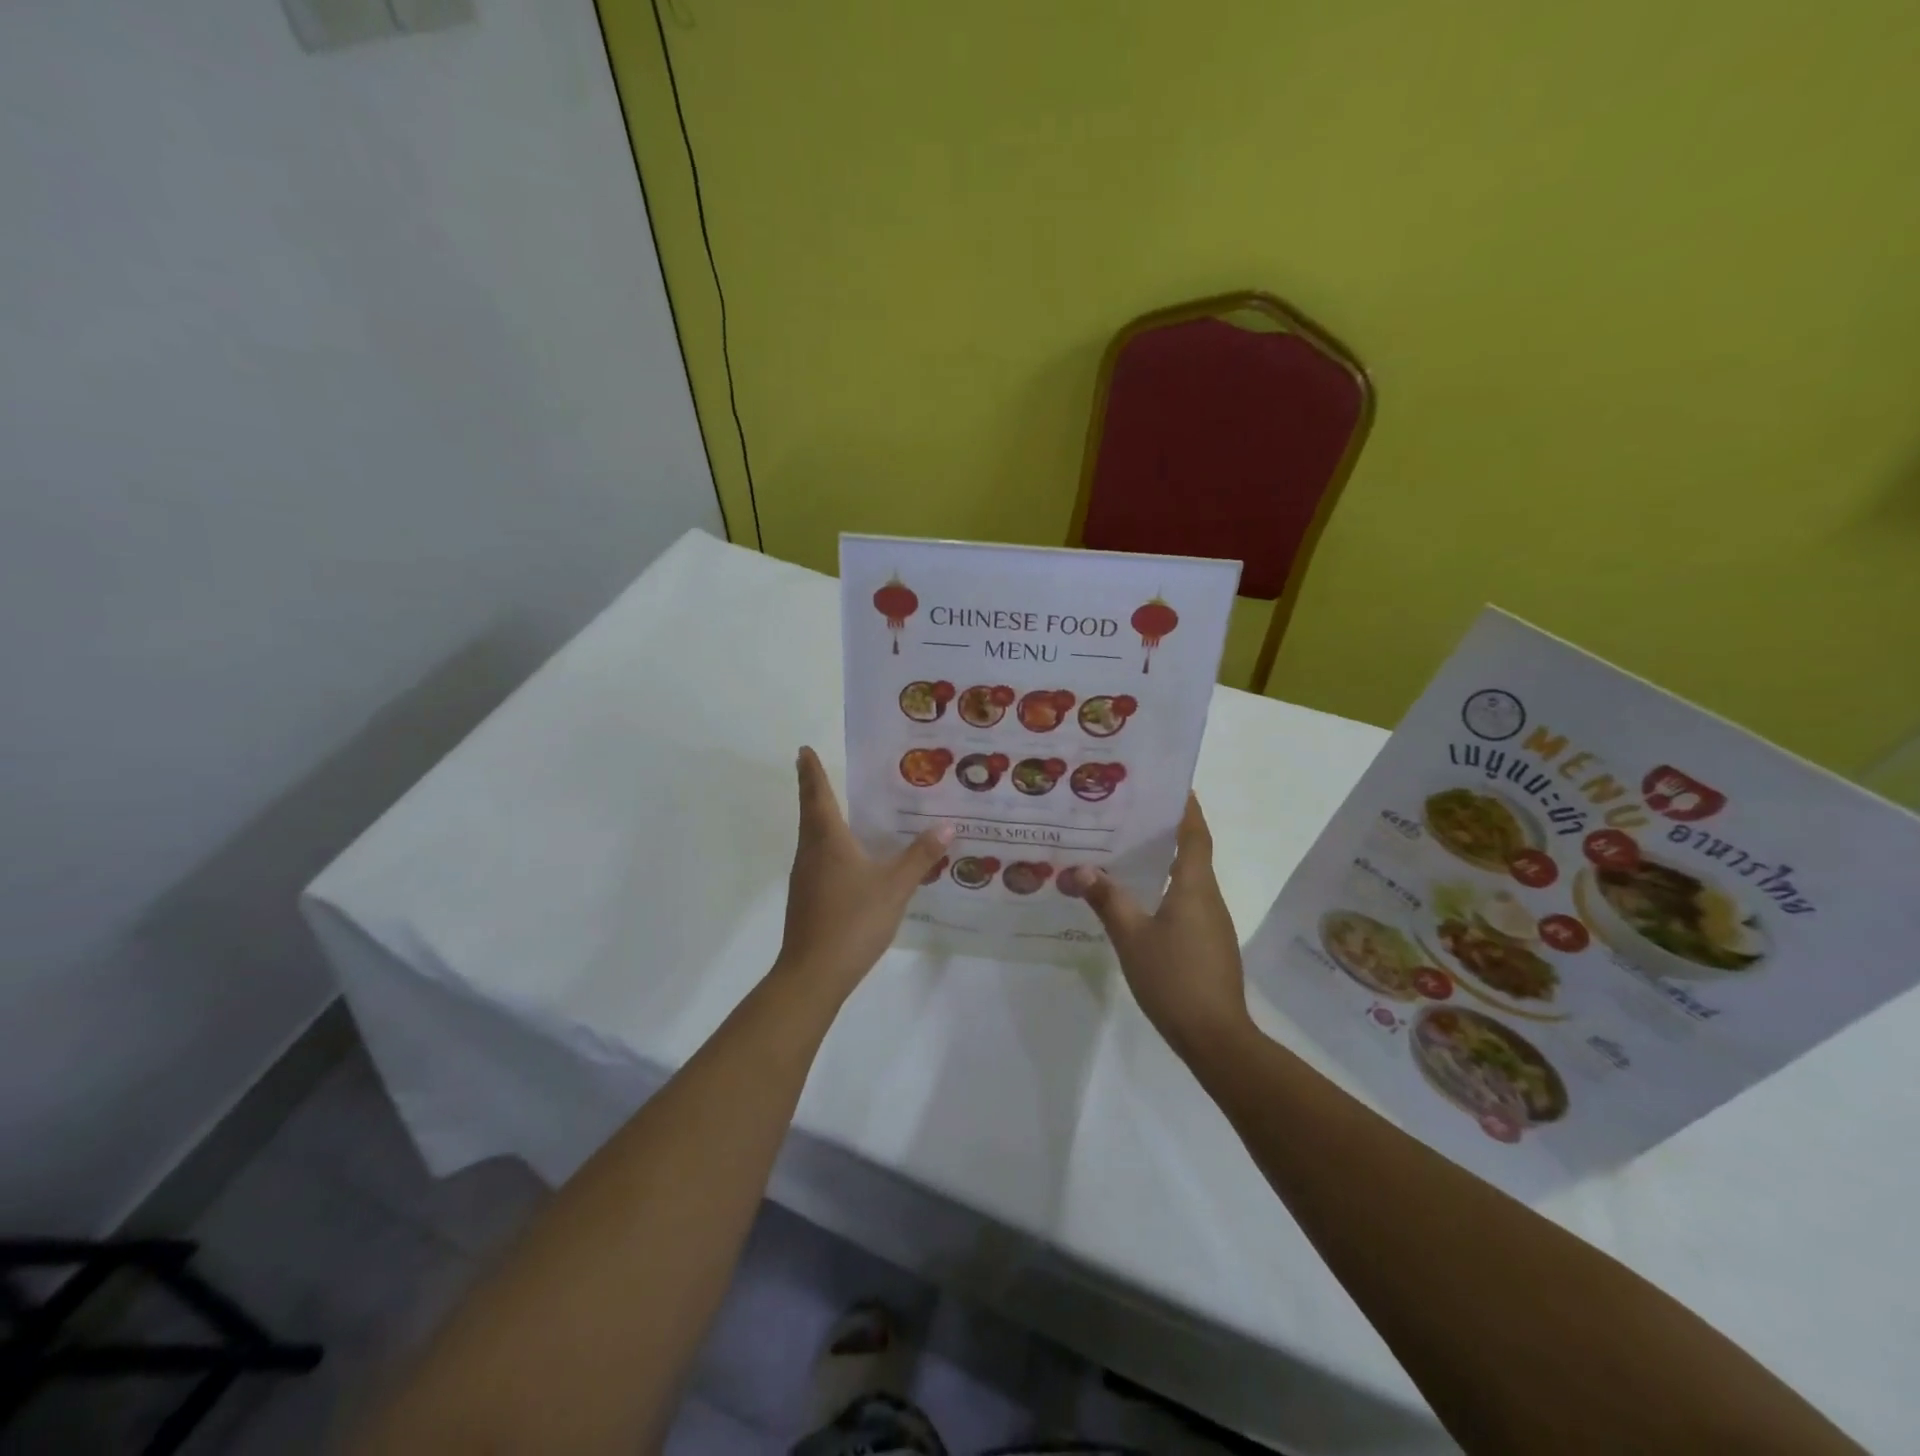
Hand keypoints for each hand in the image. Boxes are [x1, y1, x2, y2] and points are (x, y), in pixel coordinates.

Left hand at [776, 747, 952, 1001]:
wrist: (814, 973)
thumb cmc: (853, 920)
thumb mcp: (895, 887)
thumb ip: (920, 856)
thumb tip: (946, 825)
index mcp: (828, 841)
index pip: (818, 796)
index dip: (812, 772)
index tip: (803, 750)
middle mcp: (811, 853)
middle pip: (810, 813)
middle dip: (814, 790)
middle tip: (818, 769)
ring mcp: (805, 878)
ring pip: (812, 838)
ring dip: (820, 818)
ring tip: (841, 808)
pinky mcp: (806, 899)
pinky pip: (818, 859)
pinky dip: (828, 846)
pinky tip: (848, 858)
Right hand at [1063, 796, 1253, 1061]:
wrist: (1216, 1037)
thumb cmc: (1174, 978)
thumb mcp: (1131, 937)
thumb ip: (1108, 900)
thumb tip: (1082, 869)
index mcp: (1194, 886)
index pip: (1195, 834)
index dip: (1187, 807)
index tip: (1172, 783)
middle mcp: (1208, 897)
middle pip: (1193, 852)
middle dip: (1168, 830)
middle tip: (1132, 814)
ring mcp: (1212, 923)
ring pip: (1189, 879)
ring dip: (1165, 861)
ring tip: (1128, 850)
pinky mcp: (1209, 944)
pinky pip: (1188, 902)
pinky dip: (1167, 888)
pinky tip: (1140, 899)